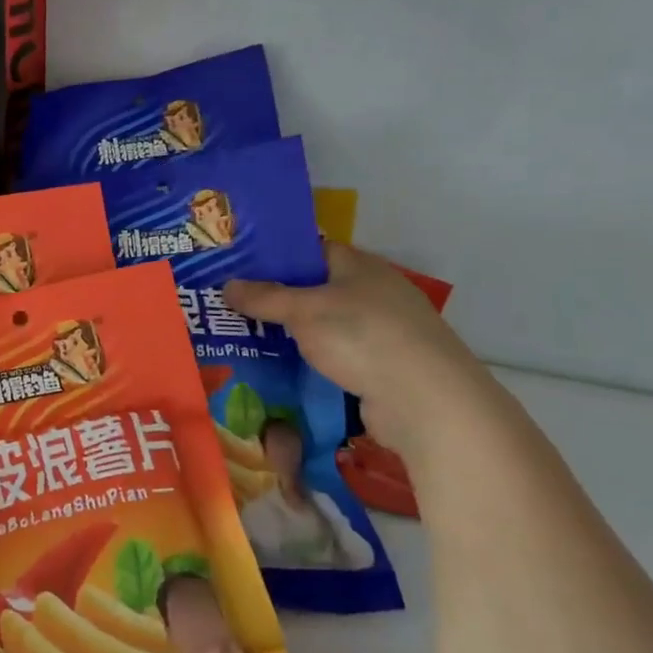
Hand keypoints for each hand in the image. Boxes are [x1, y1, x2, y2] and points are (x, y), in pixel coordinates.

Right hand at [225, 243, 492, 459]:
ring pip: (324, 327)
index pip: (311, 251)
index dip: (276, 257)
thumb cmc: (363, 337)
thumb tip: (226, 285)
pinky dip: (311, 363)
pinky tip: (280, 371)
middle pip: (315, 290)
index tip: (238, 269)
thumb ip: (264, 297)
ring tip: (246, 340)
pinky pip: (335, 358)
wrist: (426, 401)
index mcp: (360, 266)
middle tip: (232, 307)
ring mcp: (380, 333)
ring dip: (292, 336)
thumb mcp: (304, 311)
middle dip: (277, 301)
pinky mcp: (381, 368)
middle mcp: (373, 293)